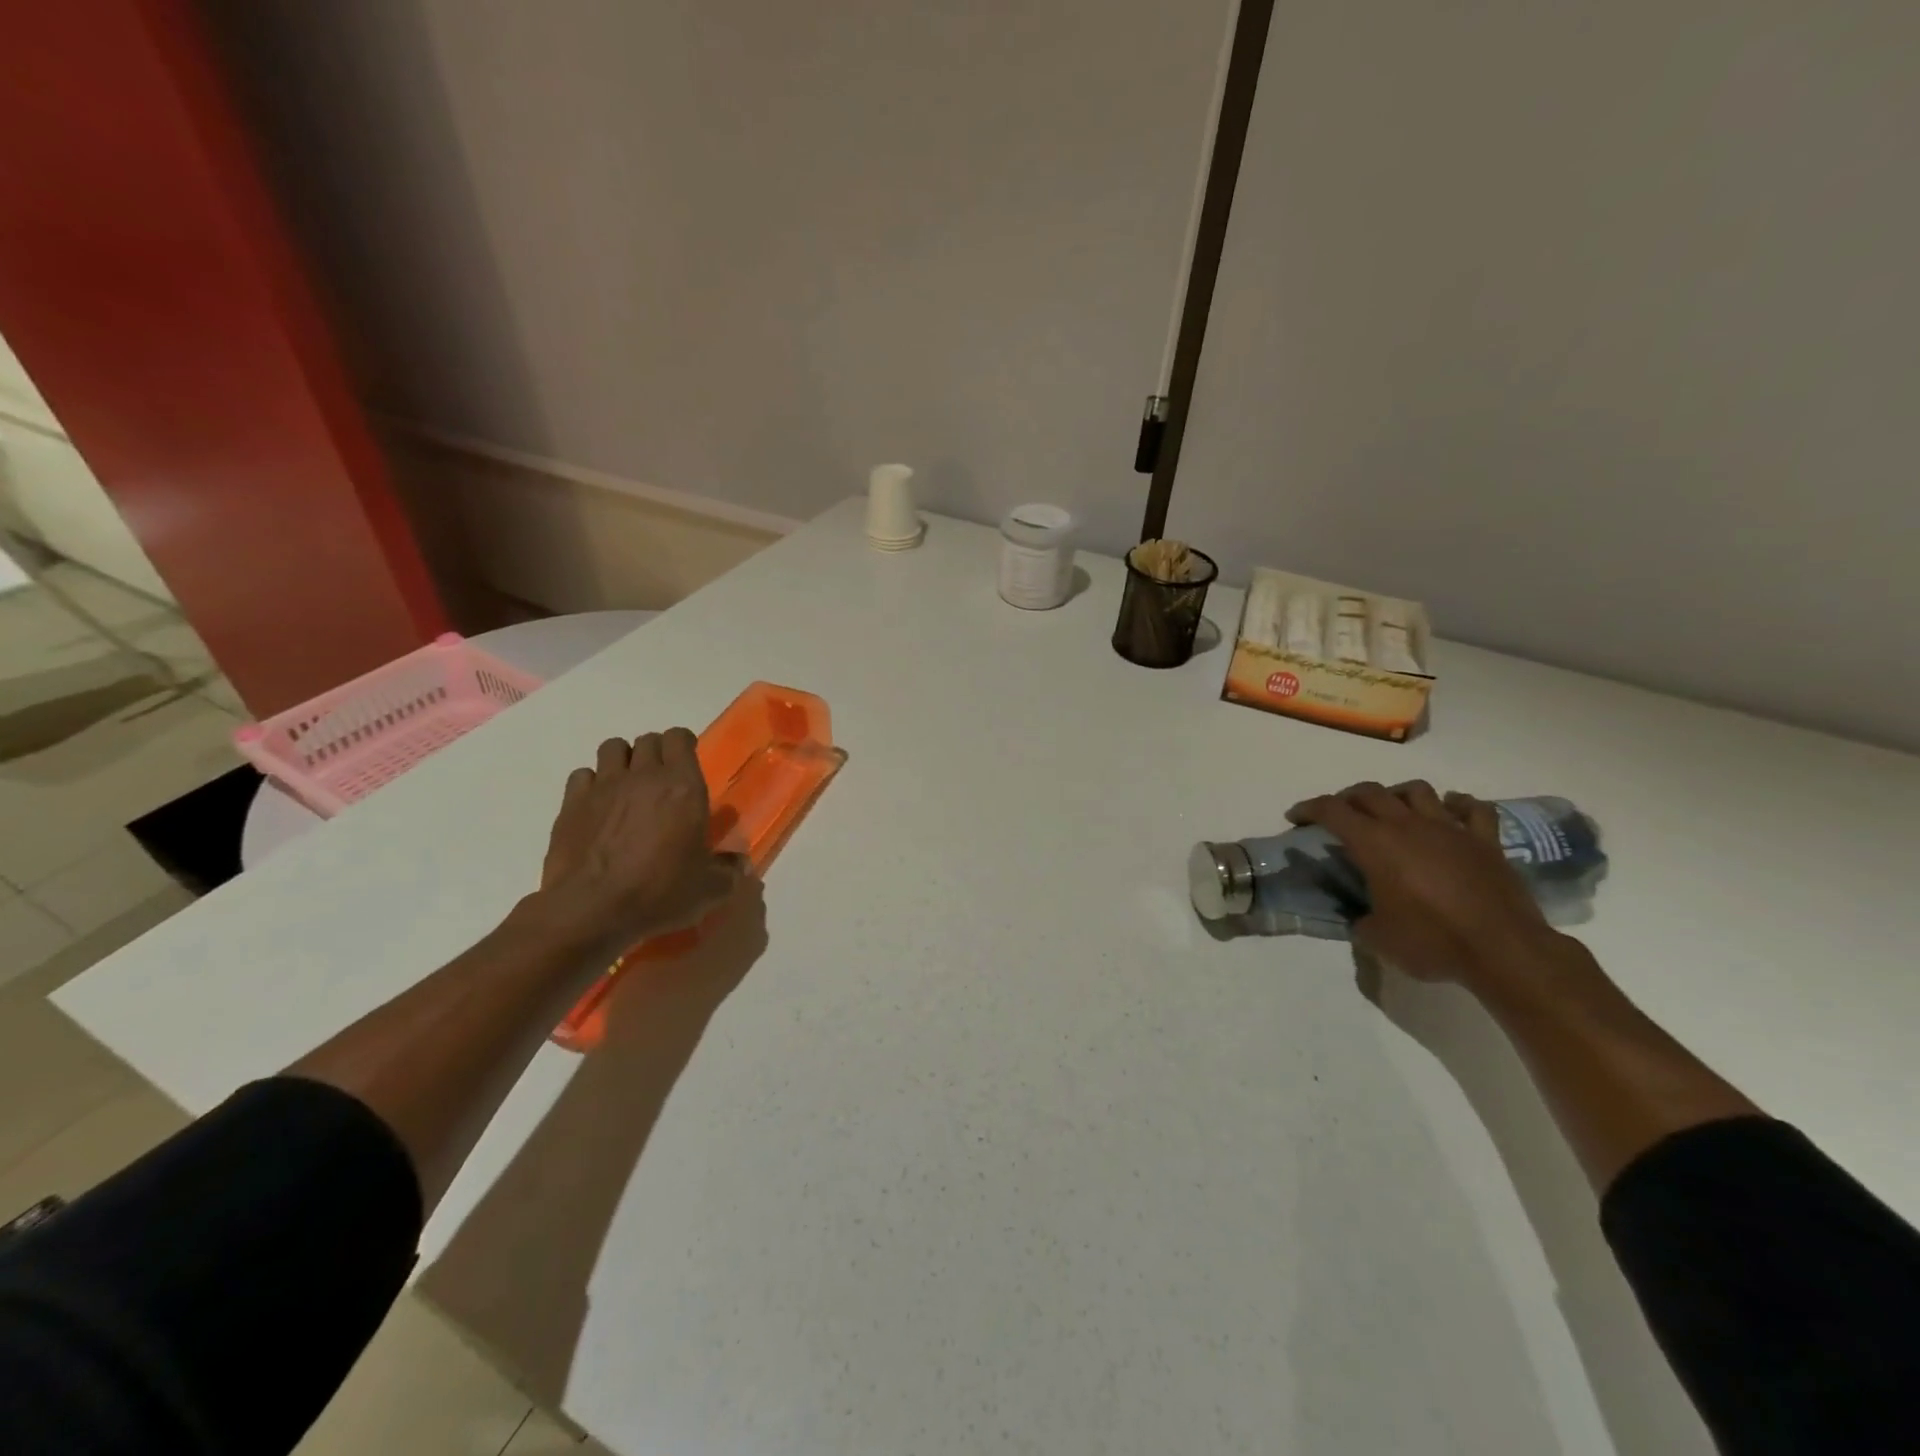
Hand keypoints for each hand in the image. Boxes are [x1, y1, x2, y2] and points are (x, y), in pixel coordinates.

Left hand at [535, 729, 745, 954]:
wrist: (591, 909)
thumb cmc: (659, 892)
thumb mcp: (709, 889)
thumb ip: (729, 872)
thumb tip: (741, 864)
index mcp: (683, 787)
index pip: (679, 738)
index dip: (684, 744)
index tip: (688, 760)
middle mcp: (644, 776)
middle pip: (648, 740)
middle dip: (657, 752)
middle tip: (663, 779)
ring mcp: (604, 787)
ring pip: (613, 748)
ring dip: (624, 759)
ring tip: (629, 785)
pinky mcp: (572, 803)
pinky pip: (583, 775)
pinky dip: (593, 783)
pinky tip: (599, 806)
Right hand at [1286, 781, 1548, 984]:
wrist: (1504, 951)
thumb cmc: (1432, 942)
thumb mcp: (1378, 938)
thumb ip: (1362, 918)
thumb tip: (1362, 915)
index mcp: (1375, 844)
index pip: (1332, 810)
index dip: (1308, 809)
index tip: (1296, 817)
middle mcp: (1408, 825)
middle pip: (1370, 792)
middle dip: (1348, 798)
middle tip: (1340, 815)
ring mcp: (1450, 828)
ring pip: (1417, 790)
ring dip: (1398, 795)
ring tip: (1393, 811)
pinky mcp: (1485, 841)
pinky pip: (1473, 808)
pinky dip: (1457, 806)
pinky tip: (1450, 814)